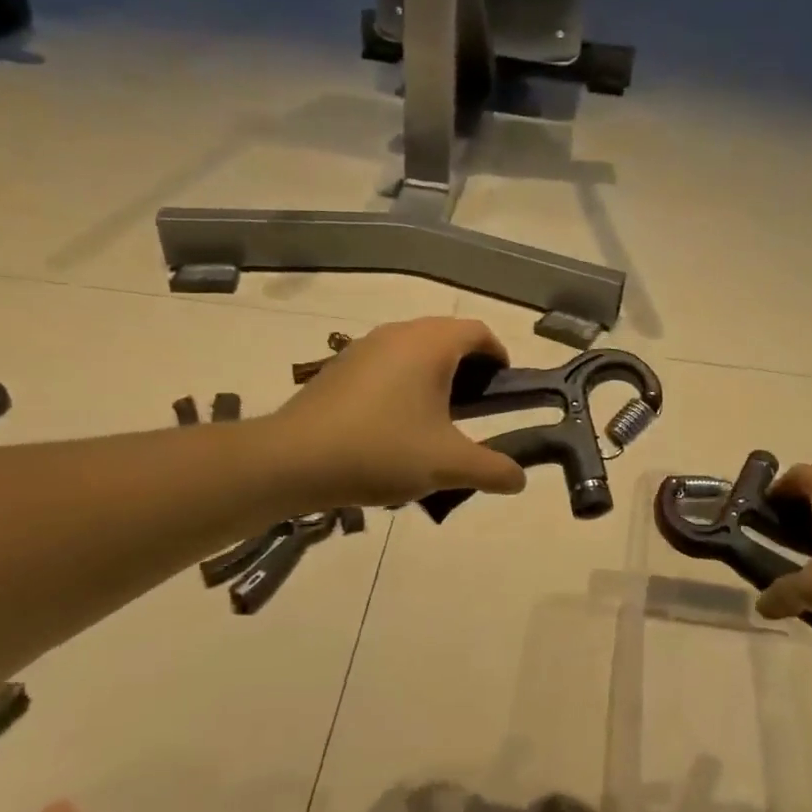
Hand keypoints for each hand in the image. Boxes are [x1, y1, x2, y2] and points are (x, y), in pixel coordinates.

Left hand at [267, 318, 527, 509]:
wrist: (292, 460)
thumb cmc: (381, 450)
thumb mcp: (447, 465)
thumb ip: (492, 470)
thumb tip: (519, 479)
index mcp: (430, 345)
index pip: (478, 332)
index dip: (499, 356)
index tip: (505, 389)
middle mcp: (399, 334)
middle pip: (447, 337)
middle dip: (469, 368)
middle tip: (477, 408)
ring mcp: (364, 347)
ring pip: (415, 350)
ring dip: (435, 375)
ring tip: (438, 419)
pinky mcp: (340, 366)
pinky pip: (387, 363)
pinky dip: (405, 382)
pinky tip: (396, 424)